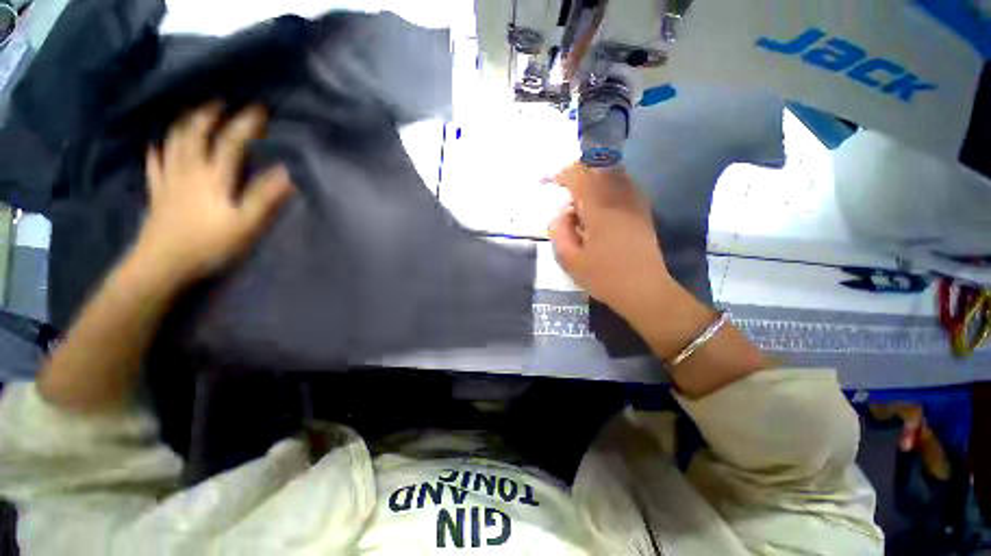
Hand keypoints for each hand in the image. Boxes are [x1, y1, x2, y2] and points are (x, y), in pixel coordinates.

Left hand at [135, 104, 294, 283]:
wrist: (162, 264)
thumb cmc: (209, 244)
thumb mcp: (246, 224)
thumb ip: (265, 198)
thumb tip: (286, 173)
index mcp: (213, 176)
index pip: (231, 141)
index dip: (246, 124)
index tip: (260, 109)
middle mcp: (188, 170)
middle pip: (195, 133)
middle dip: (209, 114)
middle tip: (220, 102)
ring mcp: (169, 179)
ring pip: (173, 142)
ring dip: (184, 123)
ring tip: (192, 113)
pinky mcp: (157, 192)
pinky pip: (155, 163)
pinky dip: (158, 149)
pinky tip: (158, 143)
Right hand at [547, 163, 671, 319]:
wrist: (644, 290)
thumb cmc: (604, 277)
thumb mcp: (570, 260)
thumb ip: (559, 231)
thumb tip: (561, 213)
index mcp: (599, 208)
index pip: (578, 176)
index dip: (558, 175)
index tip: (544, 182)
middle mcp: (619, 197)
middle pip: (597, 166)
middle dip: (575, 172)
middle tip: (561, 186)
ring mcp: (634, 202)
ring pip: (612, 172)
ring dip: (592, 176)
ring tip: (578, 195)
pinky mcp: (642, 210)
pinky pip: (623, 184)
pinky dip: (607, 184)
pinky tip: (598, 203)